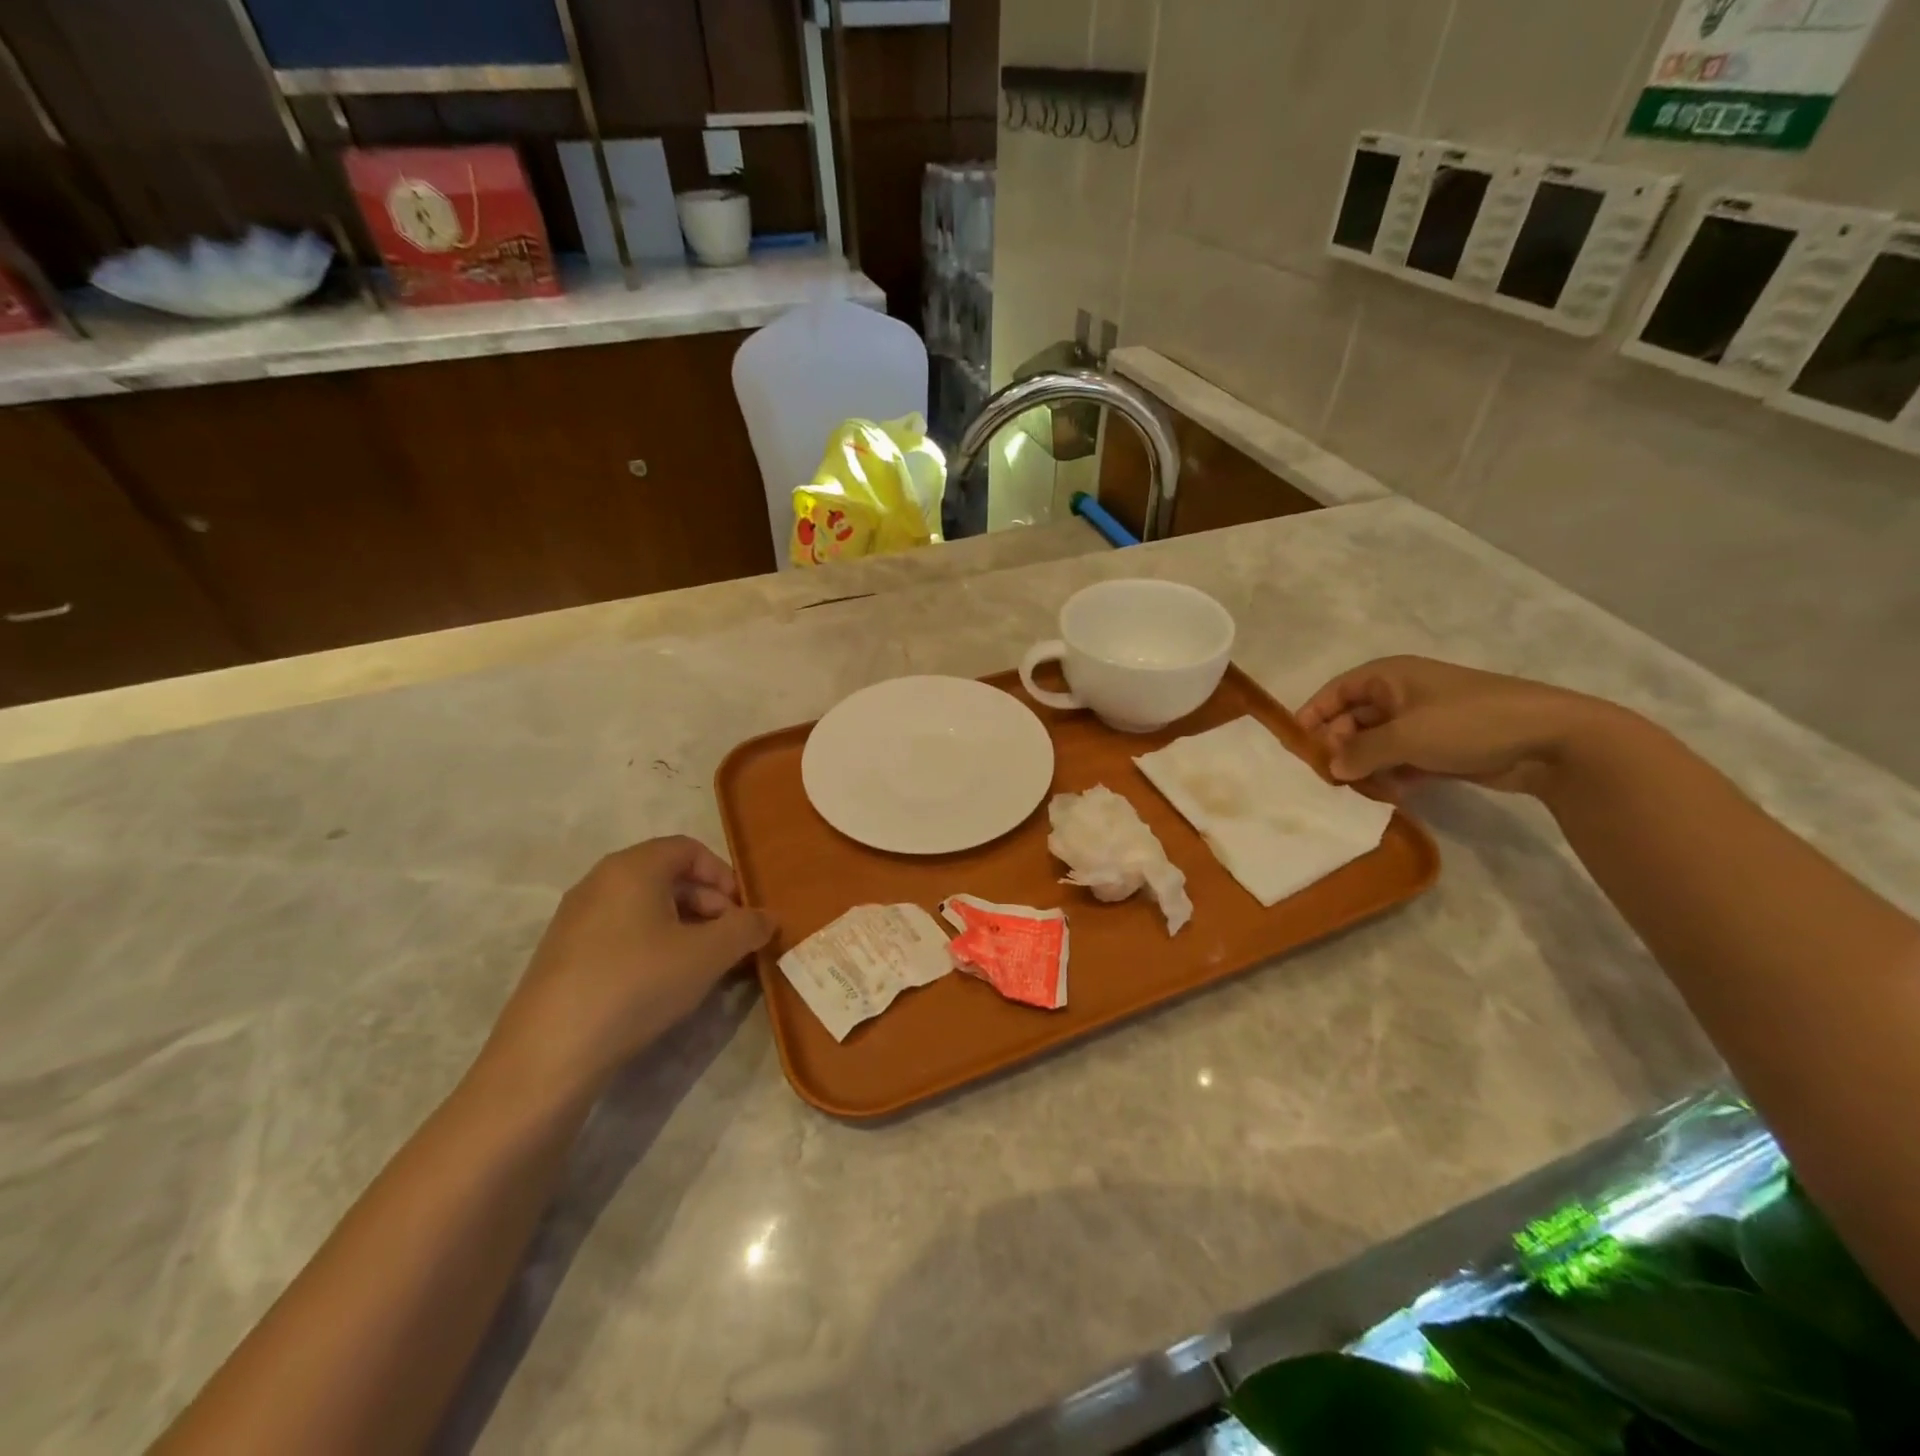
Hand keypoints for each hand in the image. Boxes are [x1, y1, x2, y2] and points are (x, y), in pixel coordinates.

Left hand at [480, 837, 774, 1101]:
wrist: (550, 1053)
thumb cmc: (637, 984)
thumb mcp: (708, 954)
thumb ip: (746, 928)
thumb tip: (767, 918)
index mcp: (633, 867)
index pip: (689, 849)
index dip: (724, 876)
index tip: (742, 913)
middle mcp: (600, 881)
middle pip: (667, 876)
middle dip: (708, 904)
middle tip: (730, 942)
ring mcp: (575, 918)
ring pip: (644, 906)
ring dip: (683, 927)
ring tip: (702, 966)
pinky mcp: (563, 954)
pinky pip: (620, 932)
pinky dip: (652, 945)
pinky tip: (662, 984)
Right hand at [1296, 655, 1620, 798]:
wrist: (1552, 740)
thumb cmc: (1469, 723)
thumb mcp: (1405, 736)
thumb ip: (1360, 753)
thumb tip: (1332, 768)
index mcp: (1389, 677)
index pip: (1335, 692)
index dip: (1312, 716)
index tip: (1295, 746)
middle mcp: (1401, 695)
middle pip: (1352, 721)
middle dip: (1340, 748)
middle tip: (1330, 779)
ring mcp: (1423, 722)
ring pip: (1376, 745)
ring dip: (1366, 767)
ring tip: (1363, 791)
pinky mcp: (1442, 747)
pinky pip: (1401, 761)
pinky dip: (1391, 776)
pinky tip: (1391, 796)